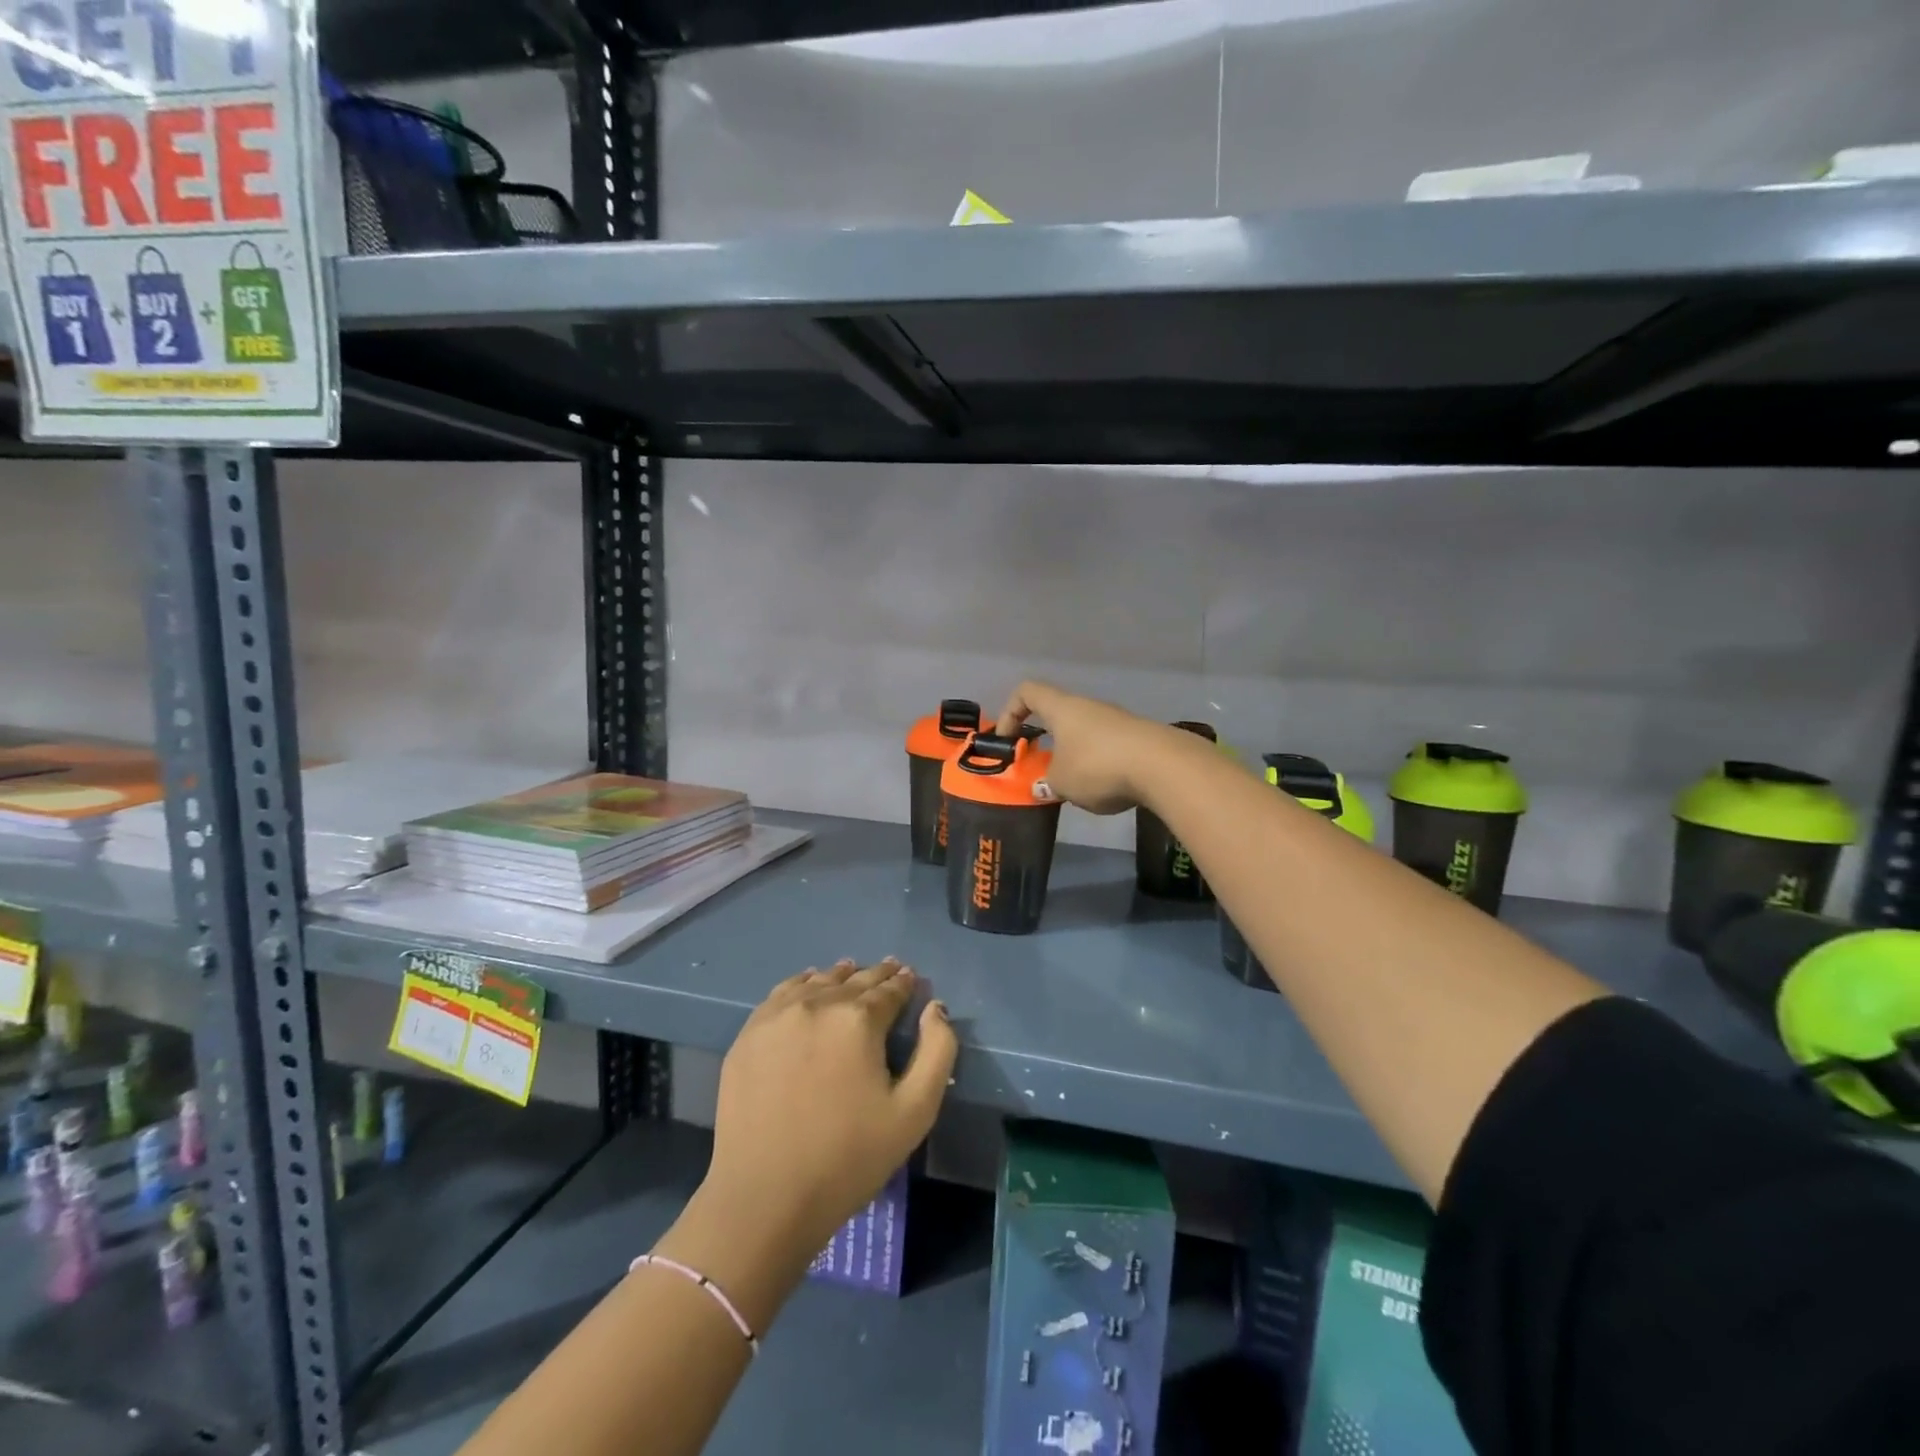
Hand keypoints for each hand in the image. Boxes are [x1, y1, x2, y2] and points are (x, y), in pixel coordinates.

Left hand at [697, 960, 955, 1259]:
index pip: (889, 990)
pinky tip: (808, 985)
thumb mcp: (915, 1111)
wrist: (765, 1197)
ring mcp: (776, 1017)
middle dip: (877, 975)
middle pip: (854, 980)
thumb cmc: (849, 1158)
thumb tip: (935, 1008)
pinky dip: (802, 984)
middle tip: (891, 969)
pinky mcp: (748, 1035)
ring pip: (816, 982)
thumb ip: (937, 1051)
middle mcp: (817, 1004)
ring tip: (851, 971)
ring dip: (839, 976)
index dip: (904, 983)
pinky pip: (781, 994)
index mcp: (858, 1019)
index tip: (911, 978)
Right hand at [994, 679, 1173, 814]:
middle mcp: (1089, 707)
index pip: (1027, 692)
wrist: (1163, 766)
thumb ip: (1047, 783)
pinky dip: (1100, 763)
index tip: (1007, 740)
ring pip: (1084, 732)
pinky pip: (1108, 746)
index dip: (1010, 711)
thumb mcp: (1062, 783)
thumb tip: (1043, 786)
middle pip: (1058, 714)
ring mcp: (1117, 720)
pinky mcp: (1139, 737)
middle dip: (1046, 740)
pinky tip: (1106, 788)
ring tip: (1074, 786)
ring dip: (1074, 755)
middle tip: (1040, 768)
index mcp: (1062, 708)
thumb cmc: (1098, 766)